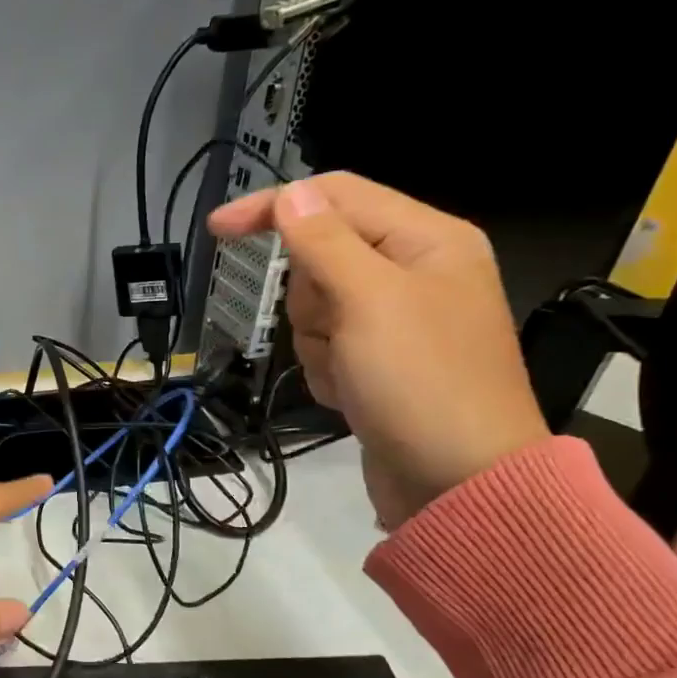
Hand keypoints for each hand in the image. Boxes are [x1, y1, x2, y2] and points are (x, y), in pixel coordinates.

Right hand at [209, 172, 548, 528]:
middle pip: (322, 256)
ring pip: (316, 306)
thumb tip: (291, 194)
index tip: (217, 230)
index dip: (275, 207)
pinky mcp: (380, 362)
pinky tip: (353, 394)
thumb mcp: (369, 302)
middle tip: (338, 330)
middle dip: (311, 297)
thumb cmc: (420, 383)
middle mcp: (414, 271)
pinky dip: (327, 369)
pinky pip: (326, 346)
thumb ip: (325, 242)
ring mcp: (396, 321)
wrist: (459, 483)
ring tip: (351, 372)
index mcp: (426, 239)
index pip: (335, 197)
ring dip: (317, 340)